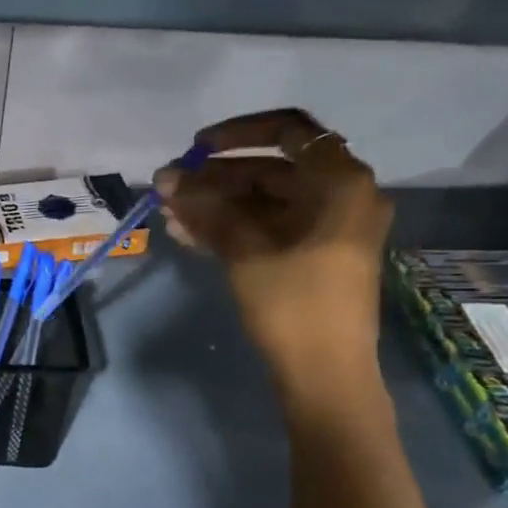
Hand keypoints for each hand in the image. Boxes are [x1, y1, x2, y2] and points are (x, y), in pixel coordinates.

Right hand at [155, 109, 393, 396]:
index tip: (196, 148)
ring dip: (215, 204)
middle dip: (215, 178)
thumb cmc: (294, 305)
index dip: (238, 134)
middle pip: (269, 170)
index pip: (288, 132)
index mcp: (341, 183)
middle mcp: (340, 197)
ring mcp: (325, 229)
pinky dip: (229, 227)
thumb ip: (206, 208)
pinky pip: (266, 228)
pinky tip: (185, 233)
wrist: (325, 375)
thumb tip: (167, 179)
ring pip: (262, 202)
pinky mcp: (309, 256)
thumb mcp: (246, 250)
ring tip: (168, 213)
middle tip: (167, 188)